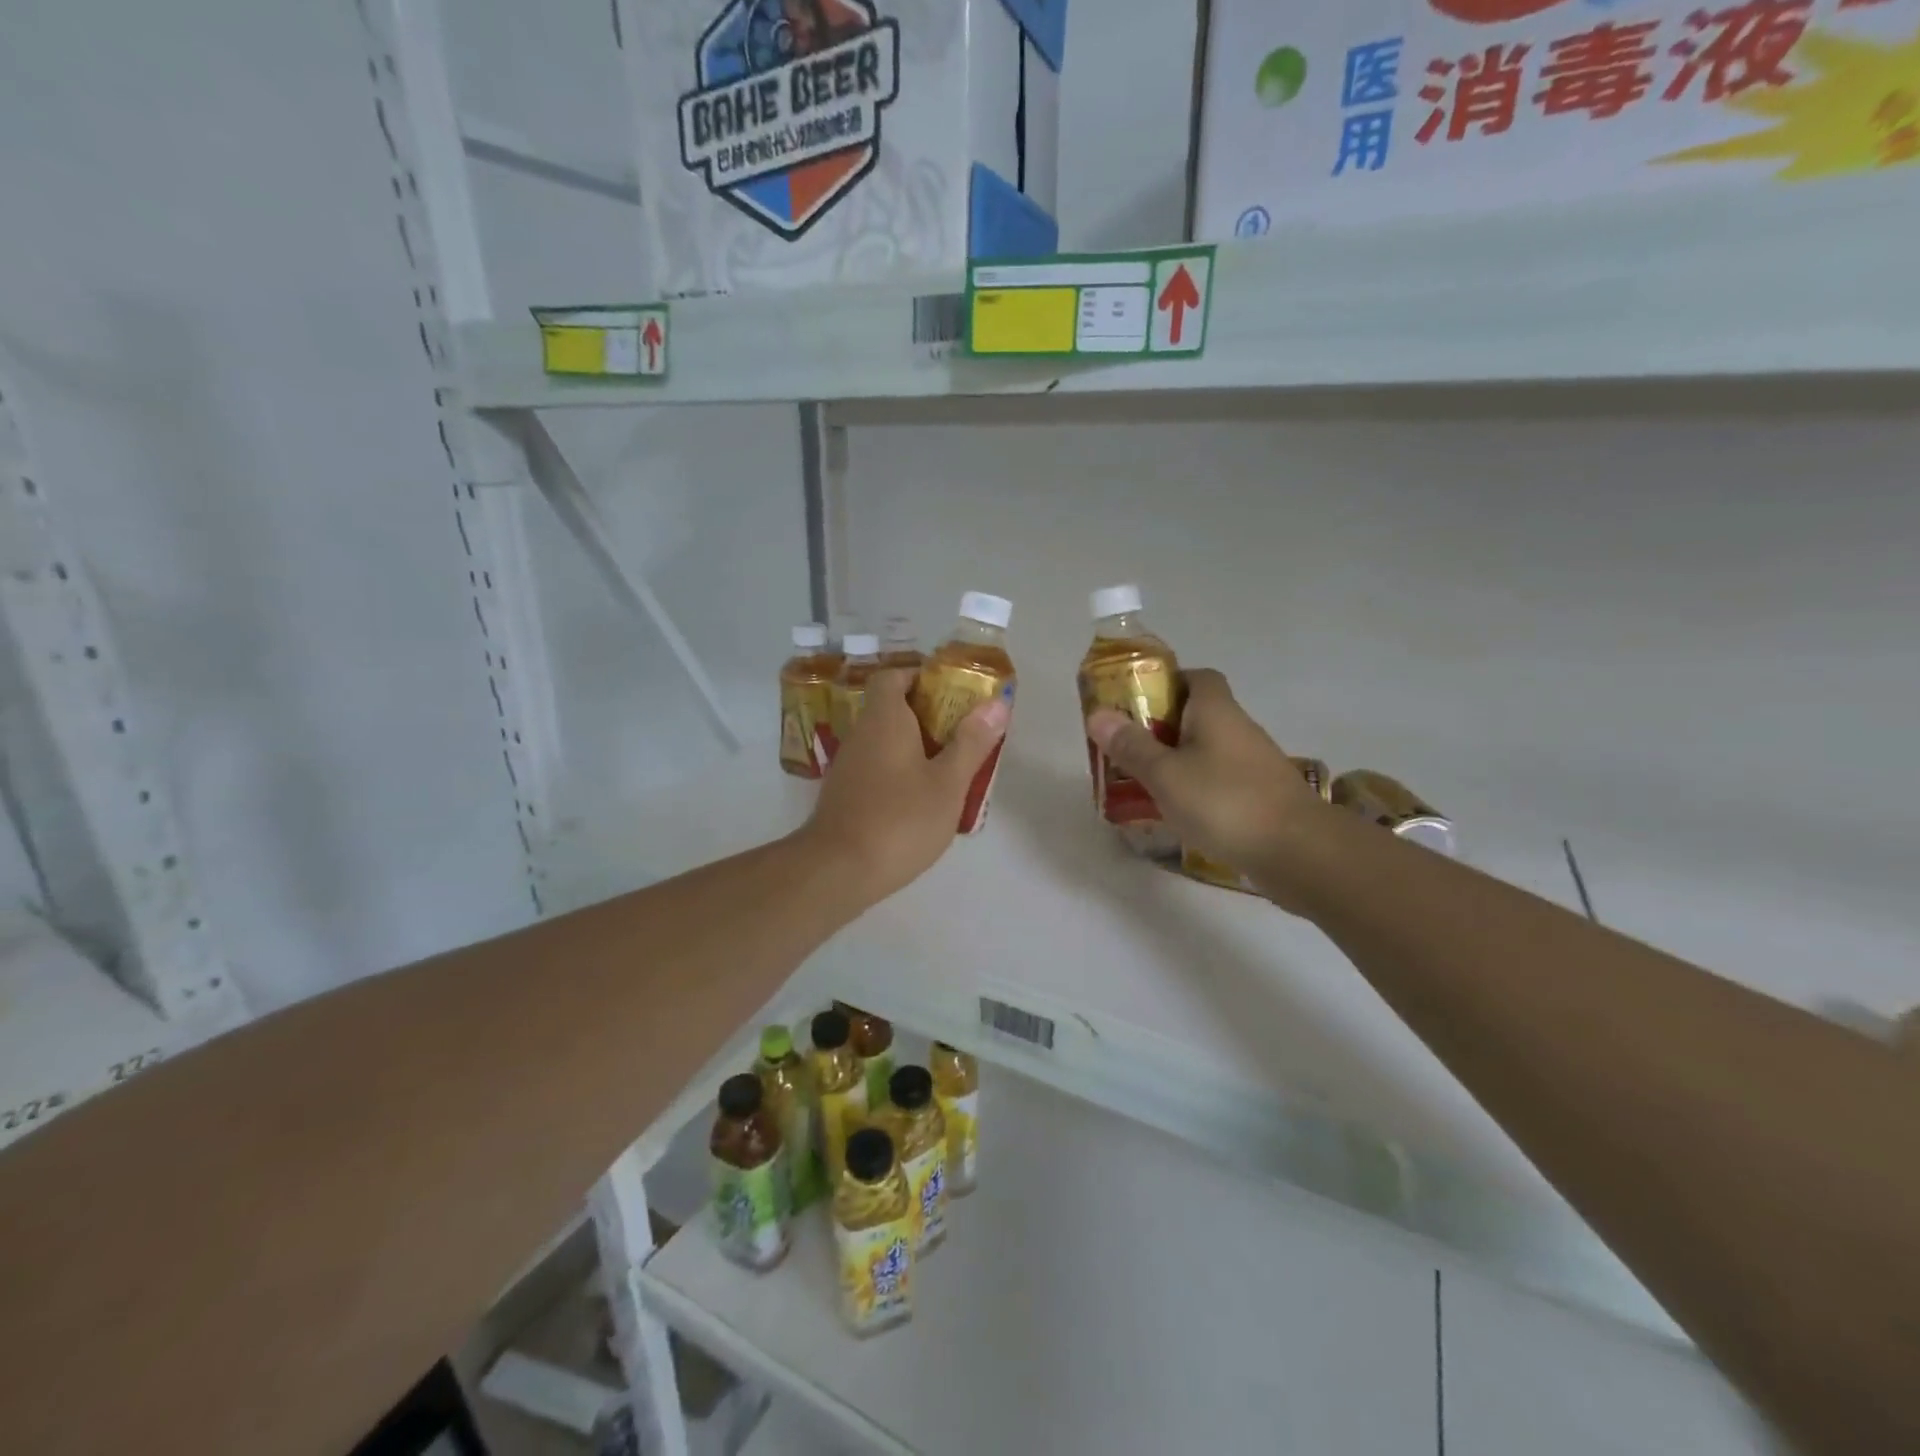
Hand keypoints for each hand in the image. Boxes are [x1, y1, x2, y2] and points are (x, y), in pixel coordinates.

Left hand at [802, 668, 1009, 905]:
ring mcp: (849, 766)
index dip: (921, 676)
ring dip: (916, 746)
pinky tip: (923, 800)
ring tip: (952, 767)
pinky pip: (877, 768)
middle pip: (892, 708)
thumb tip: (996, 703)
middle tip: (964, 732)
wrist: (838, 871)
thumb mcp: (948, 783)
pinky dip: (900, 772)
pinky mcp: (845, 795)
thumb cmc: (899, 819)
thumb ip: (972, 742)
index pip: (894, 676)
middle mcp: (861, 734)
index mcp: (884, 719)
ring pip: (885, 741)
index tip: (952, 692)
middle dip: (929, 715)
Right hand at [1086, 668, 1326, 894]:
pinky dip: (1197, 789)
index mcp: (1216, 711)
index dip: (1166, 683)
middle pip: (1197, 715)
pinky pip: (1219, 781)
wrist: (1300, 852)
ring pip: (1207, 751)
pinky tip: (1177, 812)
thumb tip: (1097, 714)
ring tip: (1142, 782)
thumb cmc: (1225, 802)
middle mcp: (1238, 729)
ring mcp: (1254, 764)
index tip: (1134, 703)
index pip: (1196, 677)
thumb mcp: (1166, 774)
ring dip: (1177, 761)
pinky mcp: (1261, 796)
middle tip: (1126, 747)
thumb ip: (1131, 746)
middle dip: (1161, 727)